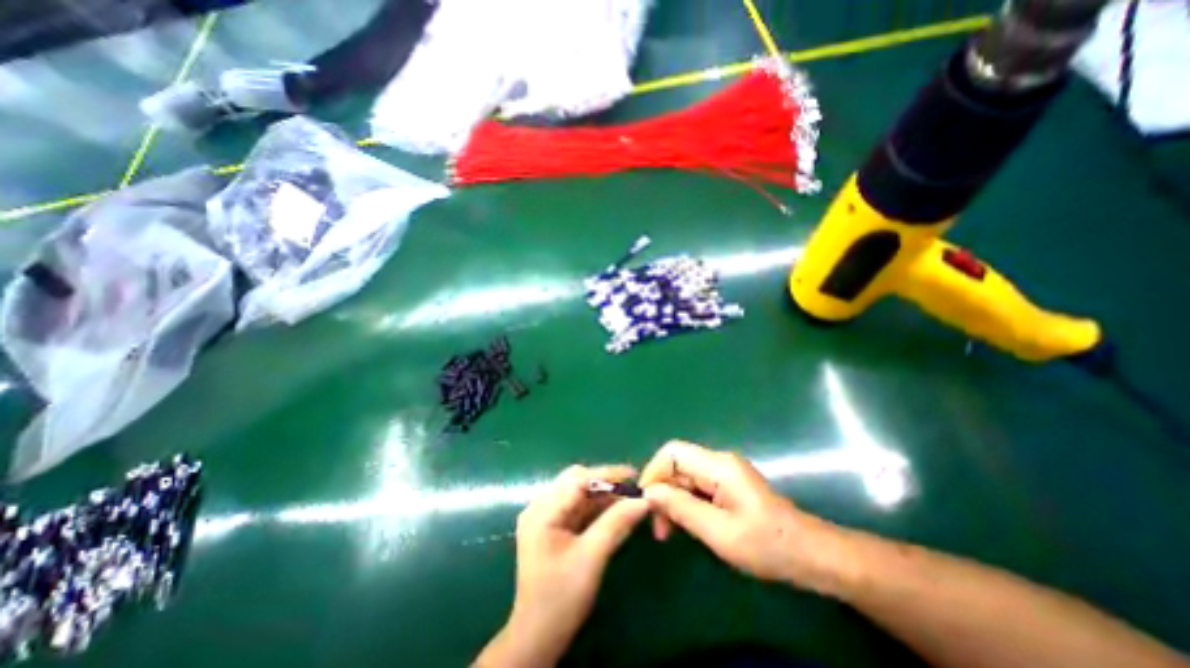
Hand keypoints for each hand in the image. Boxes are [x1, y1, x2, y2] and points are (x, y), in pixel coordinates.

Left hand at [474, 465, 645, 667]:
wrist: (537, 638)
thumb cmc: (561, 598)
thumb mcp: (592, 558)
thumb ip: (617, 523)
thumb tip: (644, 500)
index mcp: (542, 511)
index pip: (577, 480)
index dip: (607, 474)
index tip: (633, 475)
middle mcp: (539, 507)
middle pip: (575, 481)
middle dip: (604, 482)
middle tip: (630, 488)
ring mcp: (544, 516)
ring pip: (577, 493)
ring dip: (602, 494)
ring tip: (627, 497)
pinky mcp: (551, 527)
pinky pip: (576, 507)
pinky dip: (595, 506)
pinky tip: (613, 510)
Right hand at [642, 442, 855, 593]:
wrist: (811, 556)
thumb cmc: (767, 545)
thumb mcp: (719, 532)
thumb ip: (681, 507)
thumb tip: (649, 492)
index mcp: (718, 466)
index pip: (673, 452)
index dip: (654, 471)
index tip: (647, 502)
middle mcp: (719, 462)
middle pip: (678, 465)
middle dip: (663, 491)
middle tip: (659, 527)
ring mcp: (725, 473)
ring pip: (685, 477)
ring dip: (673, 500)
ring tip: (669, 532)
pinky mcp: (728, 485)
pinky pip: (697, 487)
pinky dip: (686, 503)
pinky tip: (687, 526)